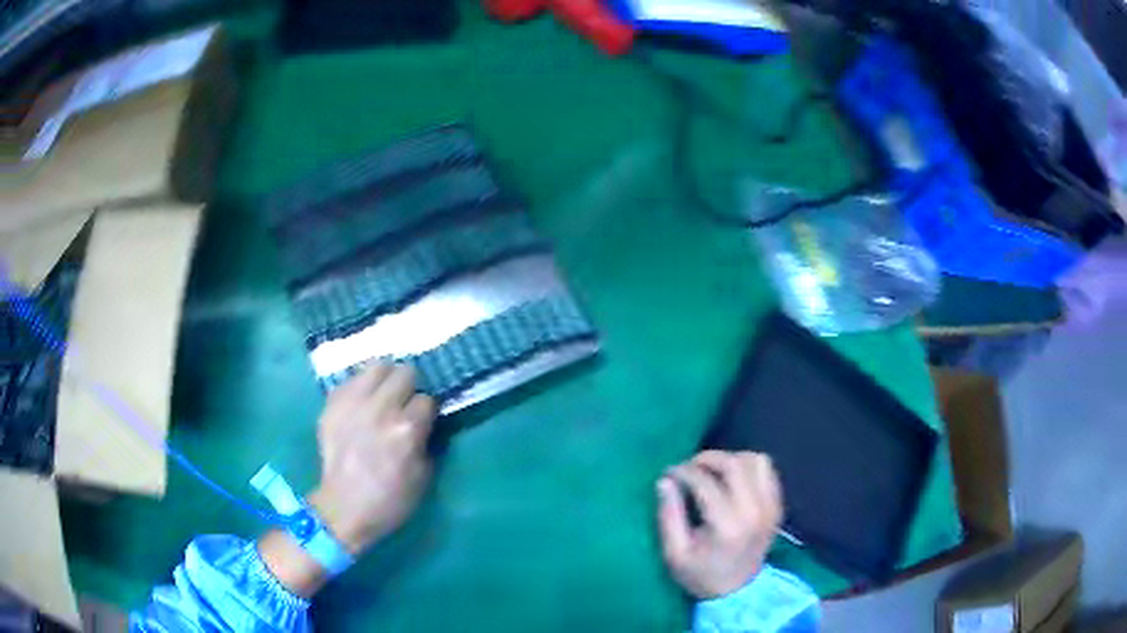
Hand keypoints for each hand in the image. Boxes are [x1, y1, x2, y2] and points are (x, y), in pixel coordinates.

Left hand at [260, 363, 435, 596]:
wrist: (343, 508)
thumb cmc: (389, 499)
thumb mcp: (423, 477)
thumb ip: (426, 442)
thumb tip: (425, 422)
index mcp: (406, 429)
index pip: (427, 399)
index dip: (426, 412)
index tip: (421, 421)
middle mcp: (381, 409)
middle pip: (405, 373)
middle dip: (409, 388)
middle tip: (403, 404)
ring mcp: (353, 403)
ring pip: (377, 366)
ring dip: (385, 379)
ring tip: (383, 394)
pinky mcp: (332, 404)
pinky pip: (351, 380)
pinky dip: (360, 388)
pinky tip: (360, 404)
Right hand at [656, 451, 782, 599]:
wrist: (738, 592)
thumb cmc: (700, 575)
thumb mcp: (675, 554)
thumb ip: (669, 515)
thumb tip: (665, 480)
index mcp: (727, 526)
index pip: (705, 483)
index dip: (683, 472)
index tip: (668, 473)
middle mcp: (754, 511)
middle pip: (735, 464)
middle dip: (707, 458)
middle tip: (689, 467)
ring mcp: (771, 506)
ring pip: (756, 461)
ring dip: (731, 459)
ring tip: (712, 471)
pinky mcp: (778, 505)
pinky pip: (767, 470)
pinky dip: (749, 466)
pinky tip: (732, 479)